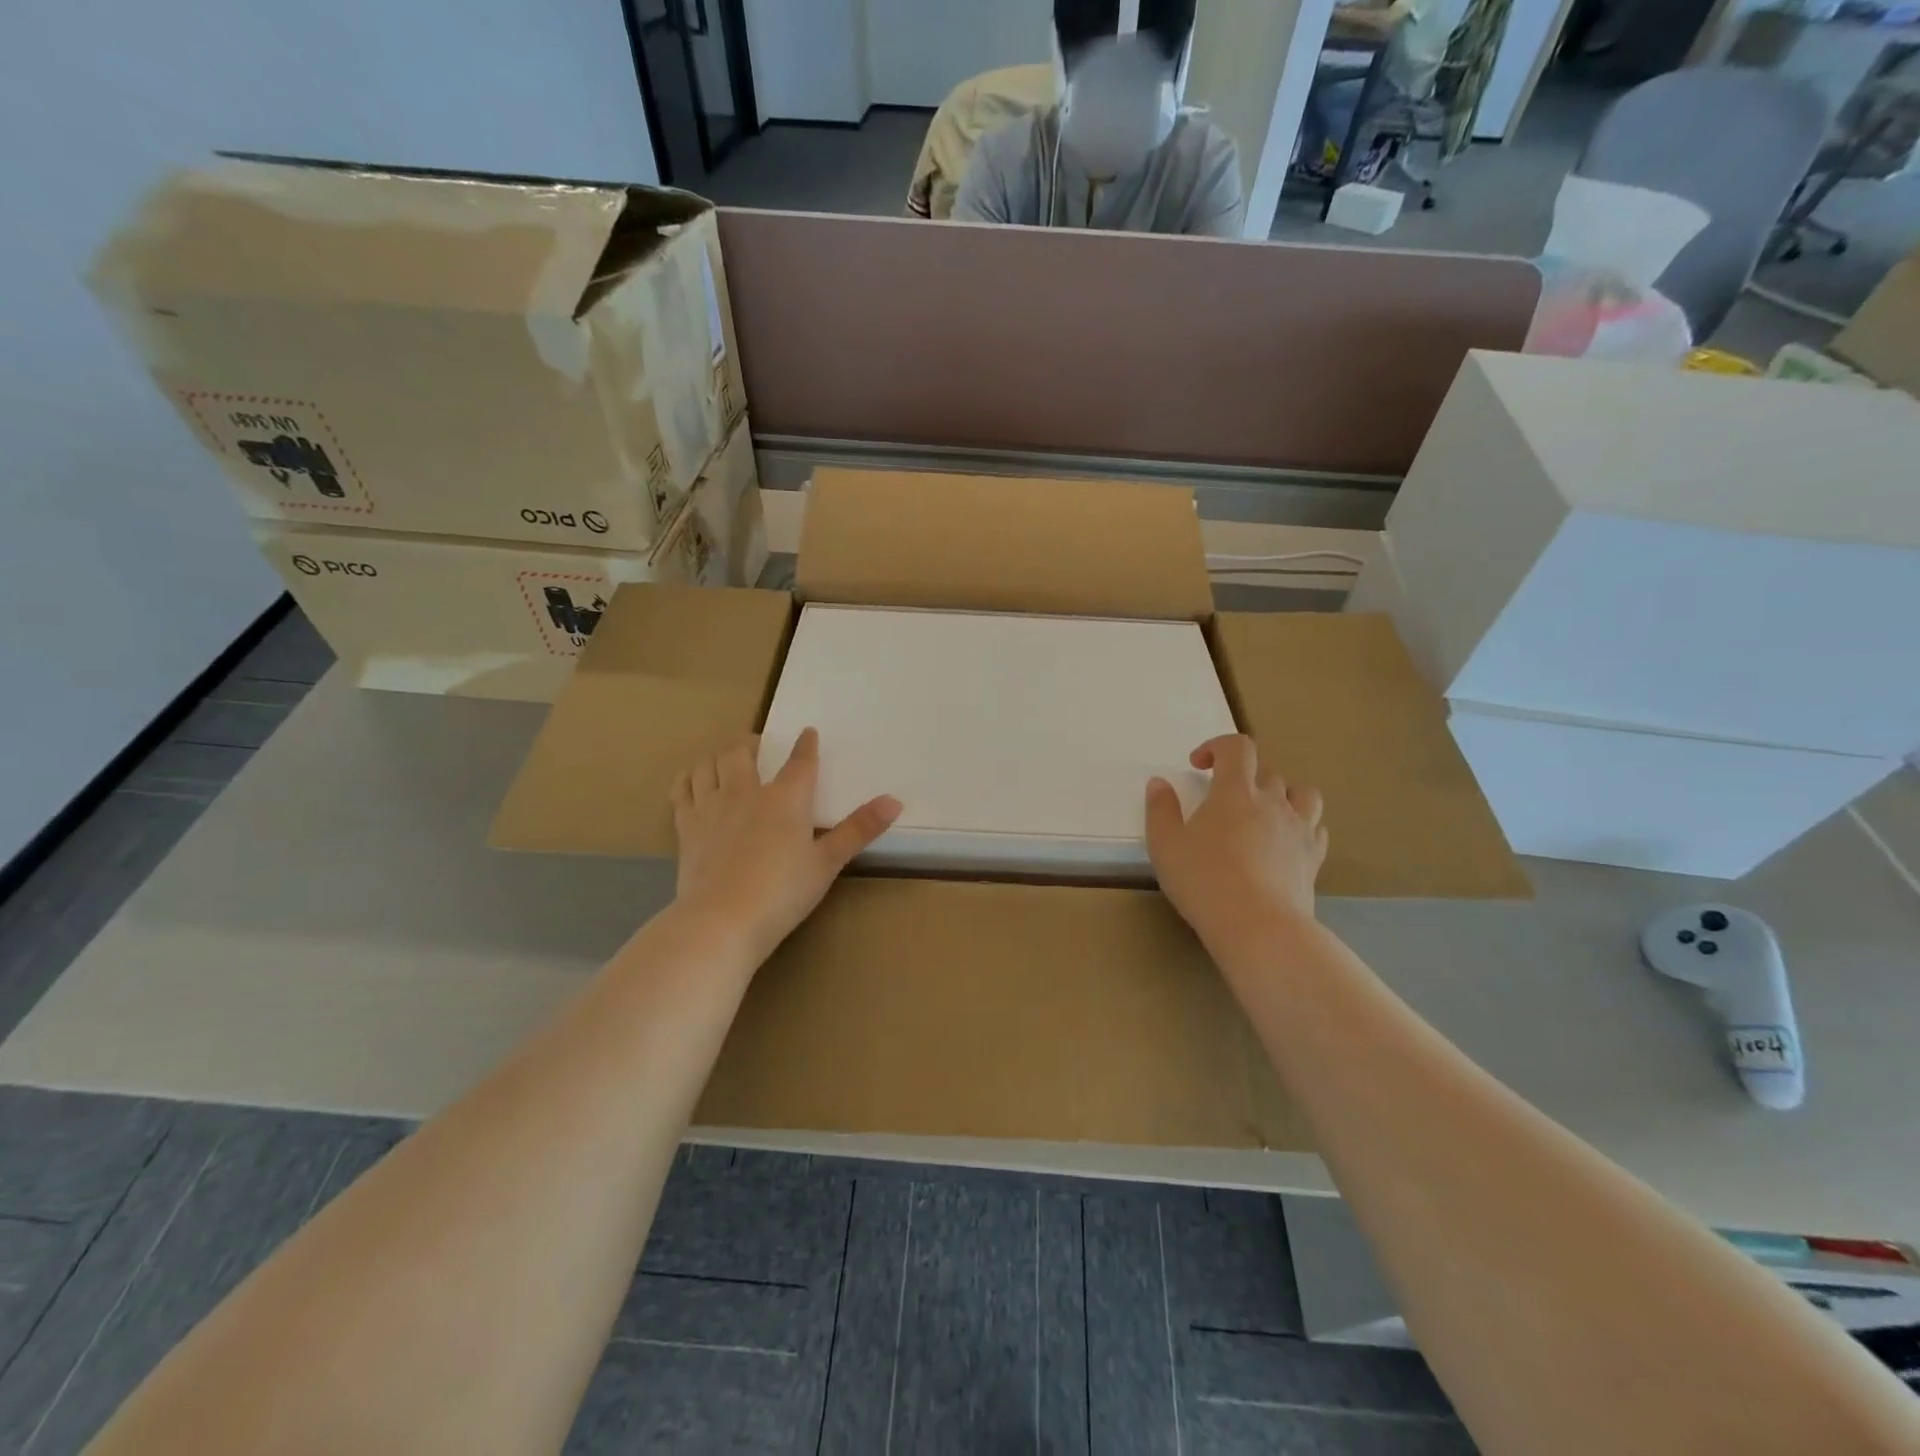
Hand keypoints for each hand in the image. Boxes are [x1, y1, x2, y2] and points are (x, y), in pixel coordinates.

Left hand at [671, 730, 901, 964]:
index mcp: (785, 799)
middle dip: (751, 742)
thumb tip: (895, 800)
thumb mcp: (827, 863)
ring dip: (718, 756)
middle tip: (758, 744)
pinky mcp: (686, 827)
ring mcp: (711, 807)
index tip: (808, 732)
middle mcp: (745, 792)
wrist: (722, 920)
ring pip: (709, 765)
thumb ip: (859, 830)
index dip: (805, 745)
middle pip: (742, 752)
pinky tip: (692, 780)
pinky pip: (682, 790)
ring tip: (726, 759)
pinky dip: (688, 778)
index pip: (799, 762)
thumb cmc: (783, 892)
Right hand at [1145, 735, 1327, 946]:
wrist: (1258, 927)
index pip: (1237, 747)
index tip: (1199, 765)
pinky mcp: (1314, 858)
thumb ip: (1160, 809)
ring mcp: (1299, 829)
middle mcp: (1272, 802)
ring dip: (1282, 795)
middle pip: (1267, 773)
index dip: (1218, 746)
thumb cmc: (1204, 881)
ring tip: (1263, 814)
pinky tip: (1284, 843)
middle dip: (1244, 778)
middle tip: (1222, 802)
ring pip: (1302, 794)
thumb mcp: (1165, 844)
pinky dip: (1301, 826)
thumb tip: (1159, 783)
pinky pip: (1315, 828)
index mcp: (1235, 792)